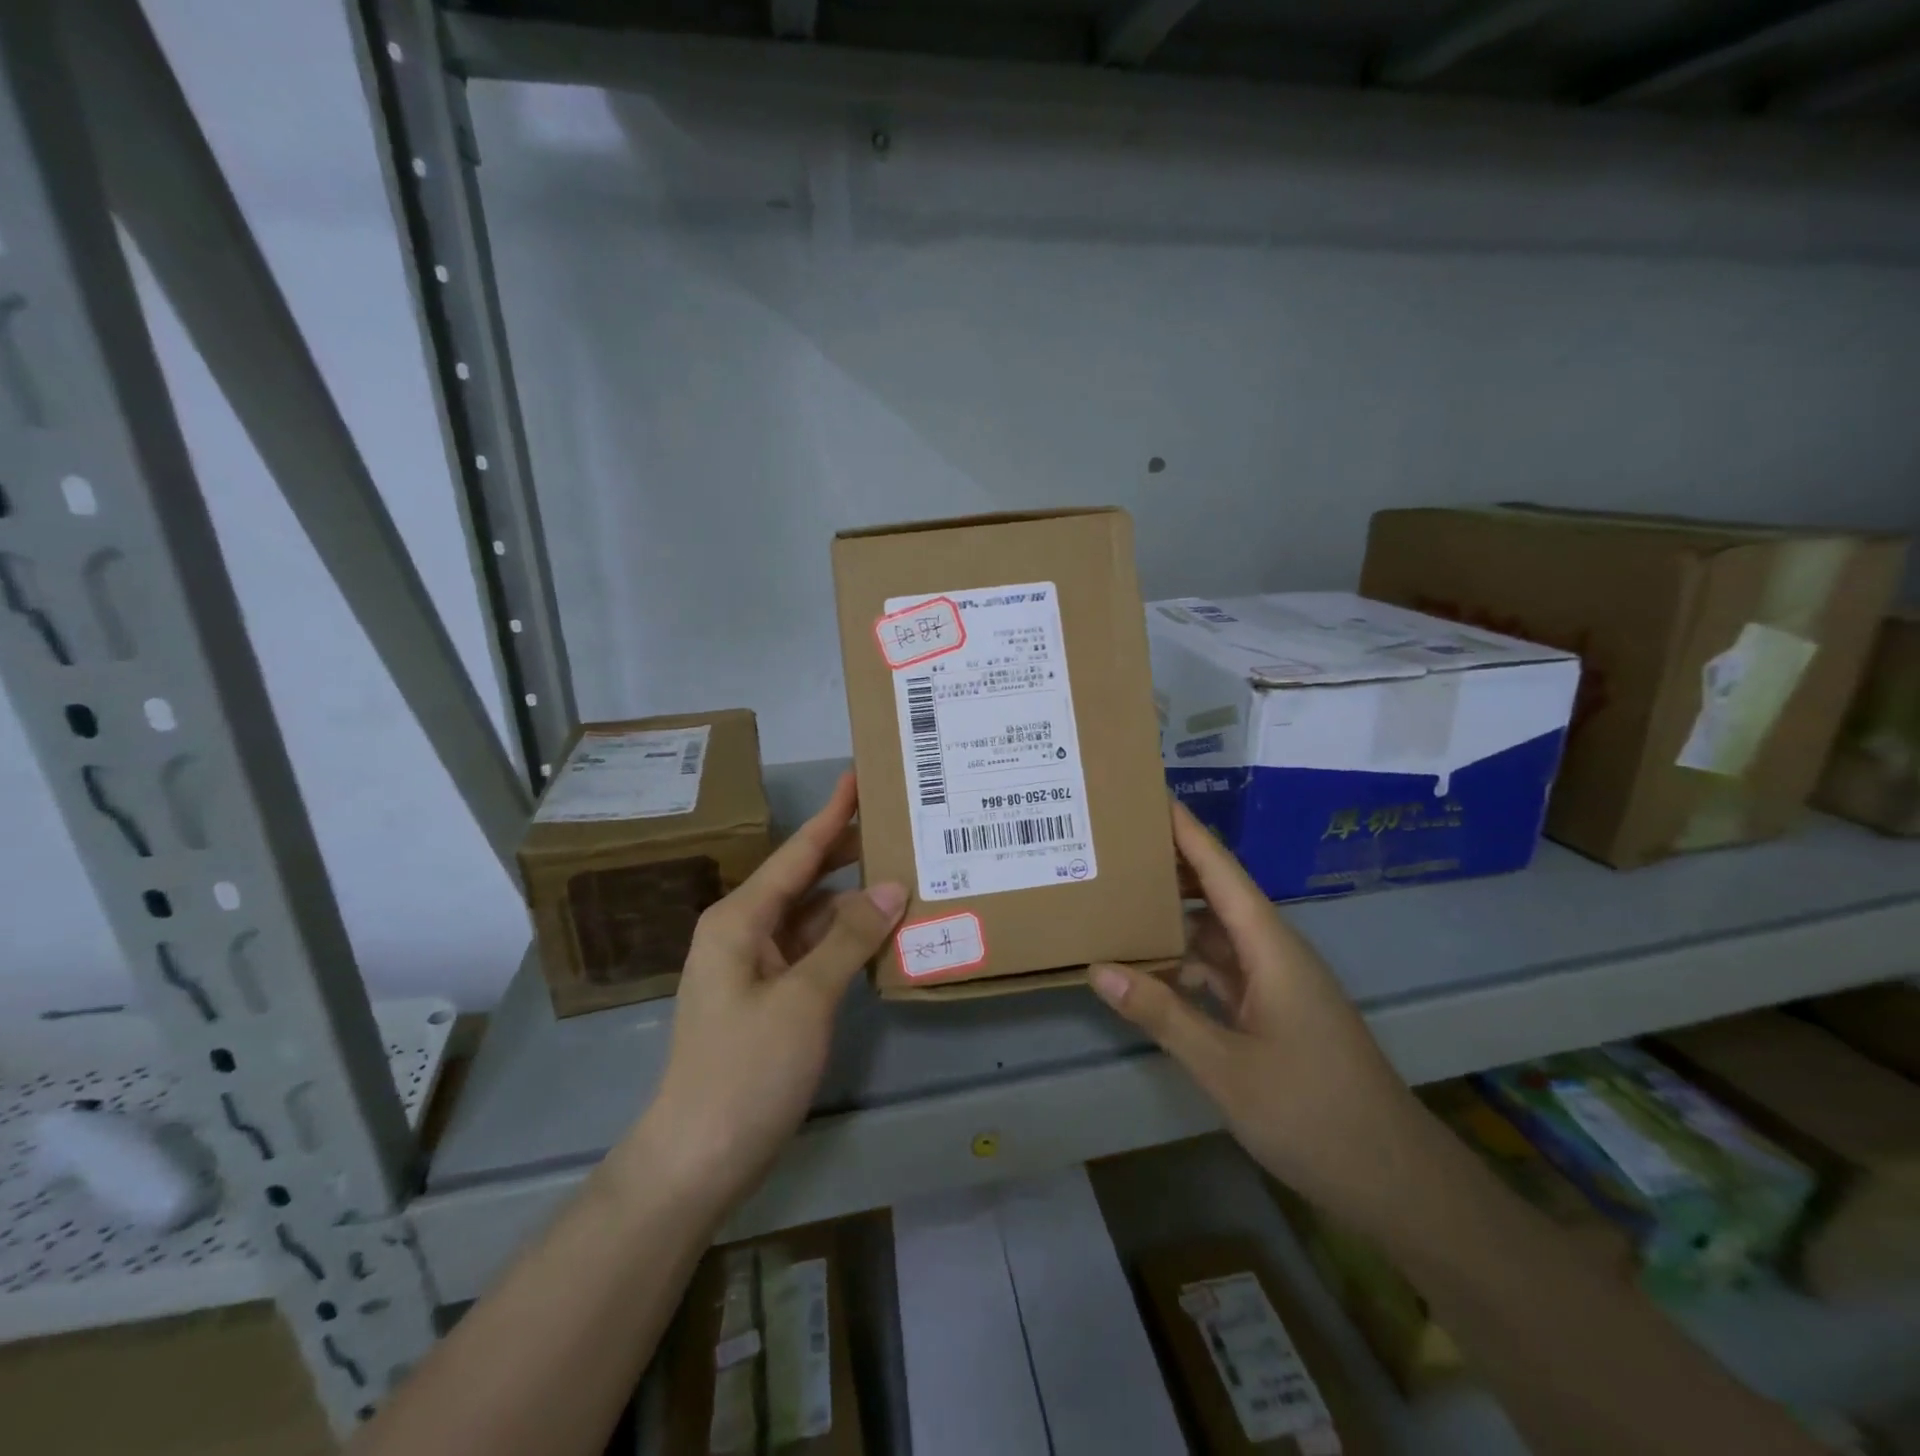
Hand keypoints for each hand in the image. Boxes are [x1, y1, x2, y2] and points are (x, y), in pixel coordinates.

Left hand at [614, 773, 906, 1213]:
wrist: (697, 1159)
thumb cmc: (745, 1070)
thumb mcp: (804, 999)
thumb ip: (848, 939)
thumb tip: (891, 887)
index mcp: (740, 919)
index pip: (796, 853)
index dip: (831, 815)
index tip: (858, 777)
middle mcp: (744, 932)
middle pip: (803, 880)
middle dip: (846, 853)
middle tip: (897, 825)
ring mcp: (755, 967)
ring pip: (811, 918)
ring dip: (851, 901)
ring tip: (902, 874)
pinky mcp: (768, 999)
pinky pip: (812, 953)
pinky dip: (844, 941)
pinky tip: (880, 934)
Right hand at [1089, 799, 1422, 1217]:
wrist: (1393, 1178)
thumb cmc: (1313, 1113)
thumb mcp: (1226, 1066)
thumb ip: (1162, 1014)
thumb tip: (1098, 969)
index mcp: (1271, 947)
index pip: (1221, 871)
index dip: (1186, 831)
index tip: (1149, 794)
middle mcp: (1274, 952)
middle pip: (1216, 893)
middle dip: (1170, 866)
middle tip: (1114, 844)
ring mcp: (1275, 983)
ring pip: (1215, 934)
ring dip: (1173, 917)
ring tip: (1118, 896)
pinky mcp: (1273, 1012)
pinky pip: (1220, 970)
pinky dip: (1184, 962)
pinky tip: (1147, 967)